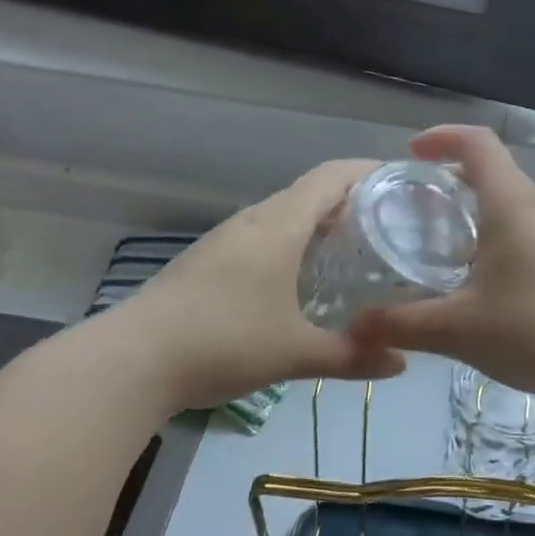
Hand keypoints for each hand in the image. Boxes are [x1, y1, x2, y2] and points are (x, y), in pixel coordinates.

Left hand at [123, 160, 407, 410]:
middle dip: (351, 200)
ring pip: (283, 215)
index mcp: (278, 227)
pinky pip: (263, 236)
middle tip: (390, 225)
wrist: (131, 362)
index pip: (331, 177)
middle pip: (309, 193)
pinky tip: (301, 278)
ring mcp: (225, 240)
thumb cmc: (223, 343)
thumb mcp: (295, 353)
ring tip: (353, 249)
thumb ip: (352, 356)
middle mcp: (252, 221)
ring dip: (319, 223)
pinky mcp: (207, 261)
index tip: (403, 182)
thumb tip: (402, 363)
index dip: (368, 171)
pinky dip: (293, 243)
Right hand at [350, 127, 534, 406]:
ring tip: (443, 248)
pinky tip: (485, 283)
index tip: (410, 154)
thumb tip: (354, 328)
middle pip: (495, 173)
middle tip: (415, 211)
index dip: (441, 137)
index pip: (478, 143)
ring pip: (513, 205)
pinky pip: (530, 232)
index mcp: (513, 204)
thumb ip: (401, 324)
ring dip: (477, 213)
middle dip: (452, 181)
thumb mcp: (458, 329)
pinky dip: (499, 238)